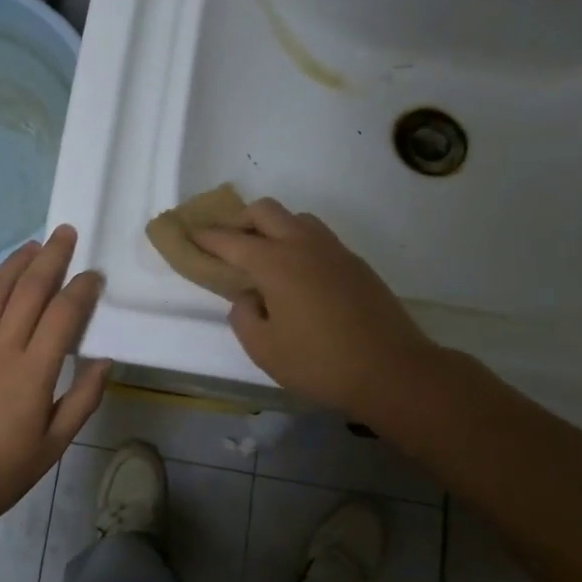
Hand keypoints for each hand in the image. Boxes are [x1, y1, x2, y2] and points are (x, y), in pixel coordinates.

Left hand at [0, 225, 111, 526]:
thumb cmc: (1, 471)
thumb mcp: (54, 445)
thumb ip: (83, 399)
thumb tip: (105, 360)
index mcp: (32, 373)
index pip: (63, 314)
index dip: (81, 289)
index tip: (94, 274)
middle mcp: (0, 348)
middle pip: (29, 289)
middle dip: (51, 257)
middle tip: (66, 233)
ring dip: (15, 263)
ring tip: (33, 245)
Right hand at [192, 199, 435, 420]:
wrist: (393, 370)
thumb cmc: (320, 363)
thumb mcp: (264, 349)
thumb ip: (244, 316)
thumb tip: (249, 296)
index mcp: (275, 263)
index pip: (230, 240)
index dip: (206, 237)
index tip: (189, 234)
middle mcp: (303, 245)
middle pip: (265, 211)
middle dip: (239, 221)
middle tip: (227, 245)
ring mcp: (334, 251)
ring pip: (296, 218)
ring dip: (273, 228)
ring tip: (264, 258)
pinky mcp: (355, 263)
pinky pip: (317, 238)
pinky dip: (297, 242)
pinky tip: (297, 275)